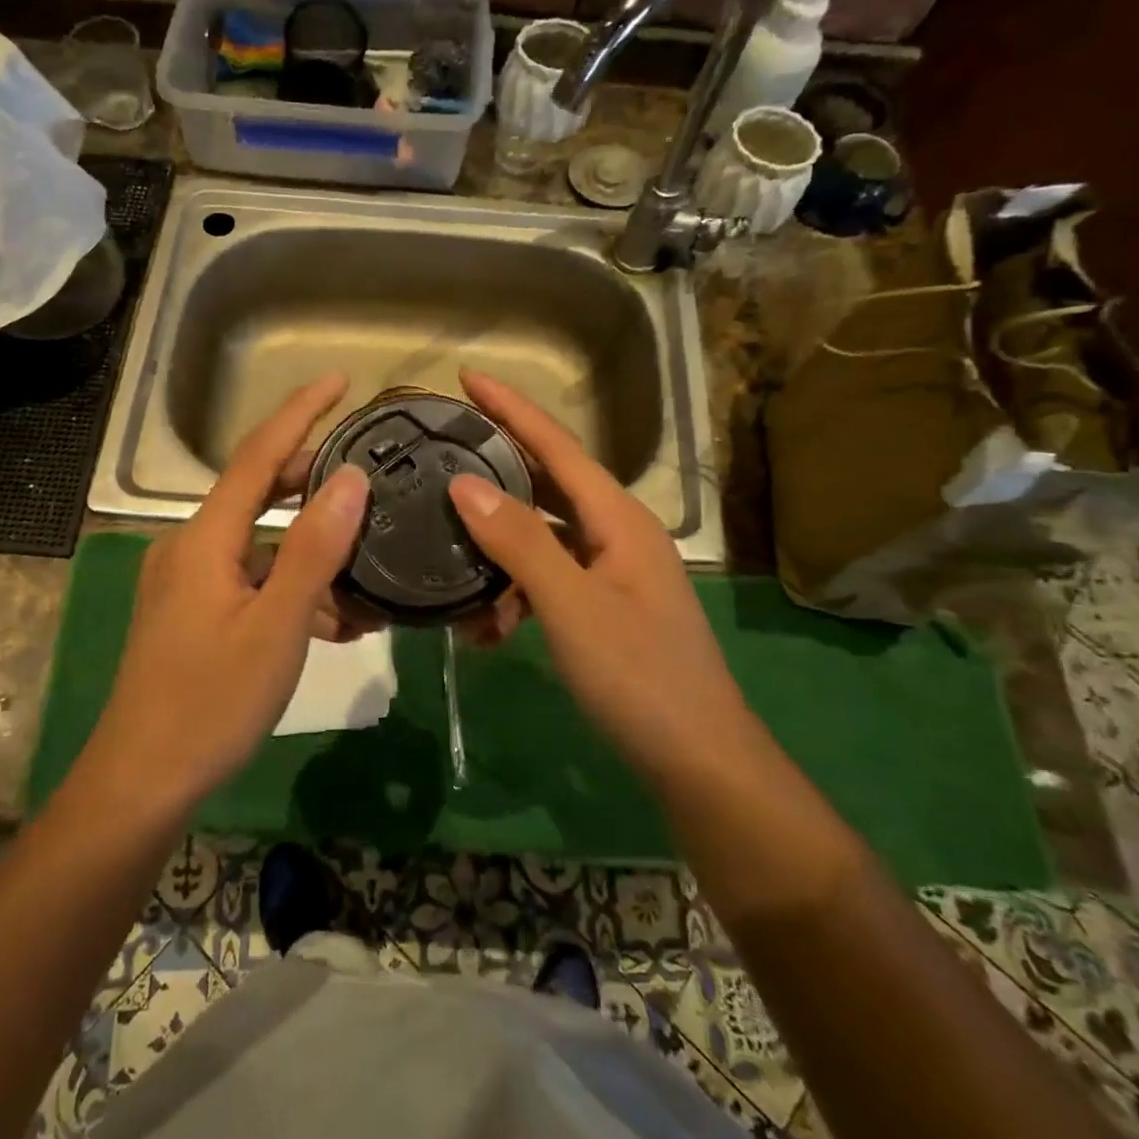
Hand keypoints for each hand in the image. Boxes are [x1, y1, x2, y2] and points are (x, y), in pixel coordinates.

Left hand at [87, 373, 368, 807]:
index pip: (258, 454)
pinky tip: (332, 618)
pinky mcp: (193, 613)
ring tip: (363, 562)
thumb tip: (349, 478)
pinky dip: (290, 583)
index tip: (339, 379)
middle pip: (257, 490)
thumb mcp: (277, 626)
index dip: (300, 411)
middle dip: (311, 477)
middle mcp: (191, 547)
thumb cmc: (210, 703)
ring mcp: (188, 582)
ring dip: (309, 544)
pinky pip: (250, 578)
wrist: (141, 781)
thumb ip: (313, 549)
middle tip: (367, 472)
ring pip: (259, 541)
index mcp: (206, 539)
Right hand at [446, 370, 748, 788]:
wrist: (698, 761)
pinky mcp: (602, 609)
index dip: (512, 408)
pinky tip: (483, 629)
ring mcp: (611, 573)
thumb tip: (463, 484)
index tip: (468, 377)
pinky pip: (547, 582)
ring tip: (447, 563)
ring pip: (541, 540)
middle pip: (546, 485)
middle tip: (440, 455)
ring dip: (497, 552)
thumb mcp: (571, 606)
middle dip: (496, 471)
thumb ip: (520, 541)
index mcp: (619, 519)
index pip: (557, 446)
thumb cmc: (639, 676)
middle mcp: (616, 534)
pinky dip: (514, 595)